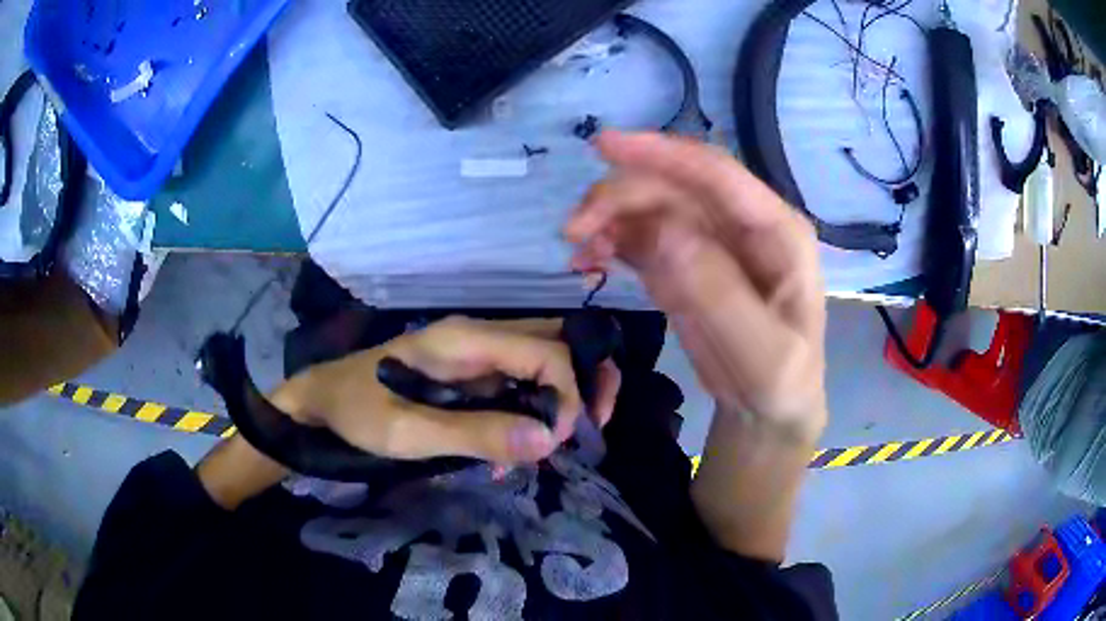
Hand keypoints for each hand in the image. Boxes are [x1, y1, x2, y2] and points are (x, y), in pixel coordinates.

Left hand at [270, 317, 620, 465]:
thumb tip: (549, 439)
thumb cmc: (357, 412)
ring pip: (543, 359)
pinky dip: (535, 409)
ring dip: (562, 397)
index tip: (556, 442)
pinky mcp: (471, 371)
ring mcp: (476, 352)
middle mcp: (478, 335)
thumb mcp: (409, 433)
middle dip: (585, 381)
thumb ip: (476, 434)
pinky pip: (520, 381)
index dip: (567, 394)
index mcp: (463, 339)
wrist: (323, 400)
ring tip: (558, 441)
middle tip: (590, 428)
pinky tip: (520, 447)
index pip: (546, 351)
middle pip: (556, 341)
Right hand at [566, 131, 826, 440]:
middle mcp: (743, 224)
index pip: (717, 174)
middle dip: (621, 195)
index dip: (661, 153)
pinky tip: (589, 261)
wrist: (765, 410)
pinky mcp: (685, 262)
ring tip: (578, 251)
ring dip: (610, 219)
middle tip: (574, 228)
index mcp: (777, 230)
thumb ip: (719, 294)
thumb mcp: (762, 353)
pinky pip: (642, 238)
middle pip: (675, 186)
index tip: (603, 146)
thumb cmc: (780, 382)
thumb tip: (664, 232)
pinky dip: (611, 242)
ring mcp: (711, 241)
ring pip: (652, 207)